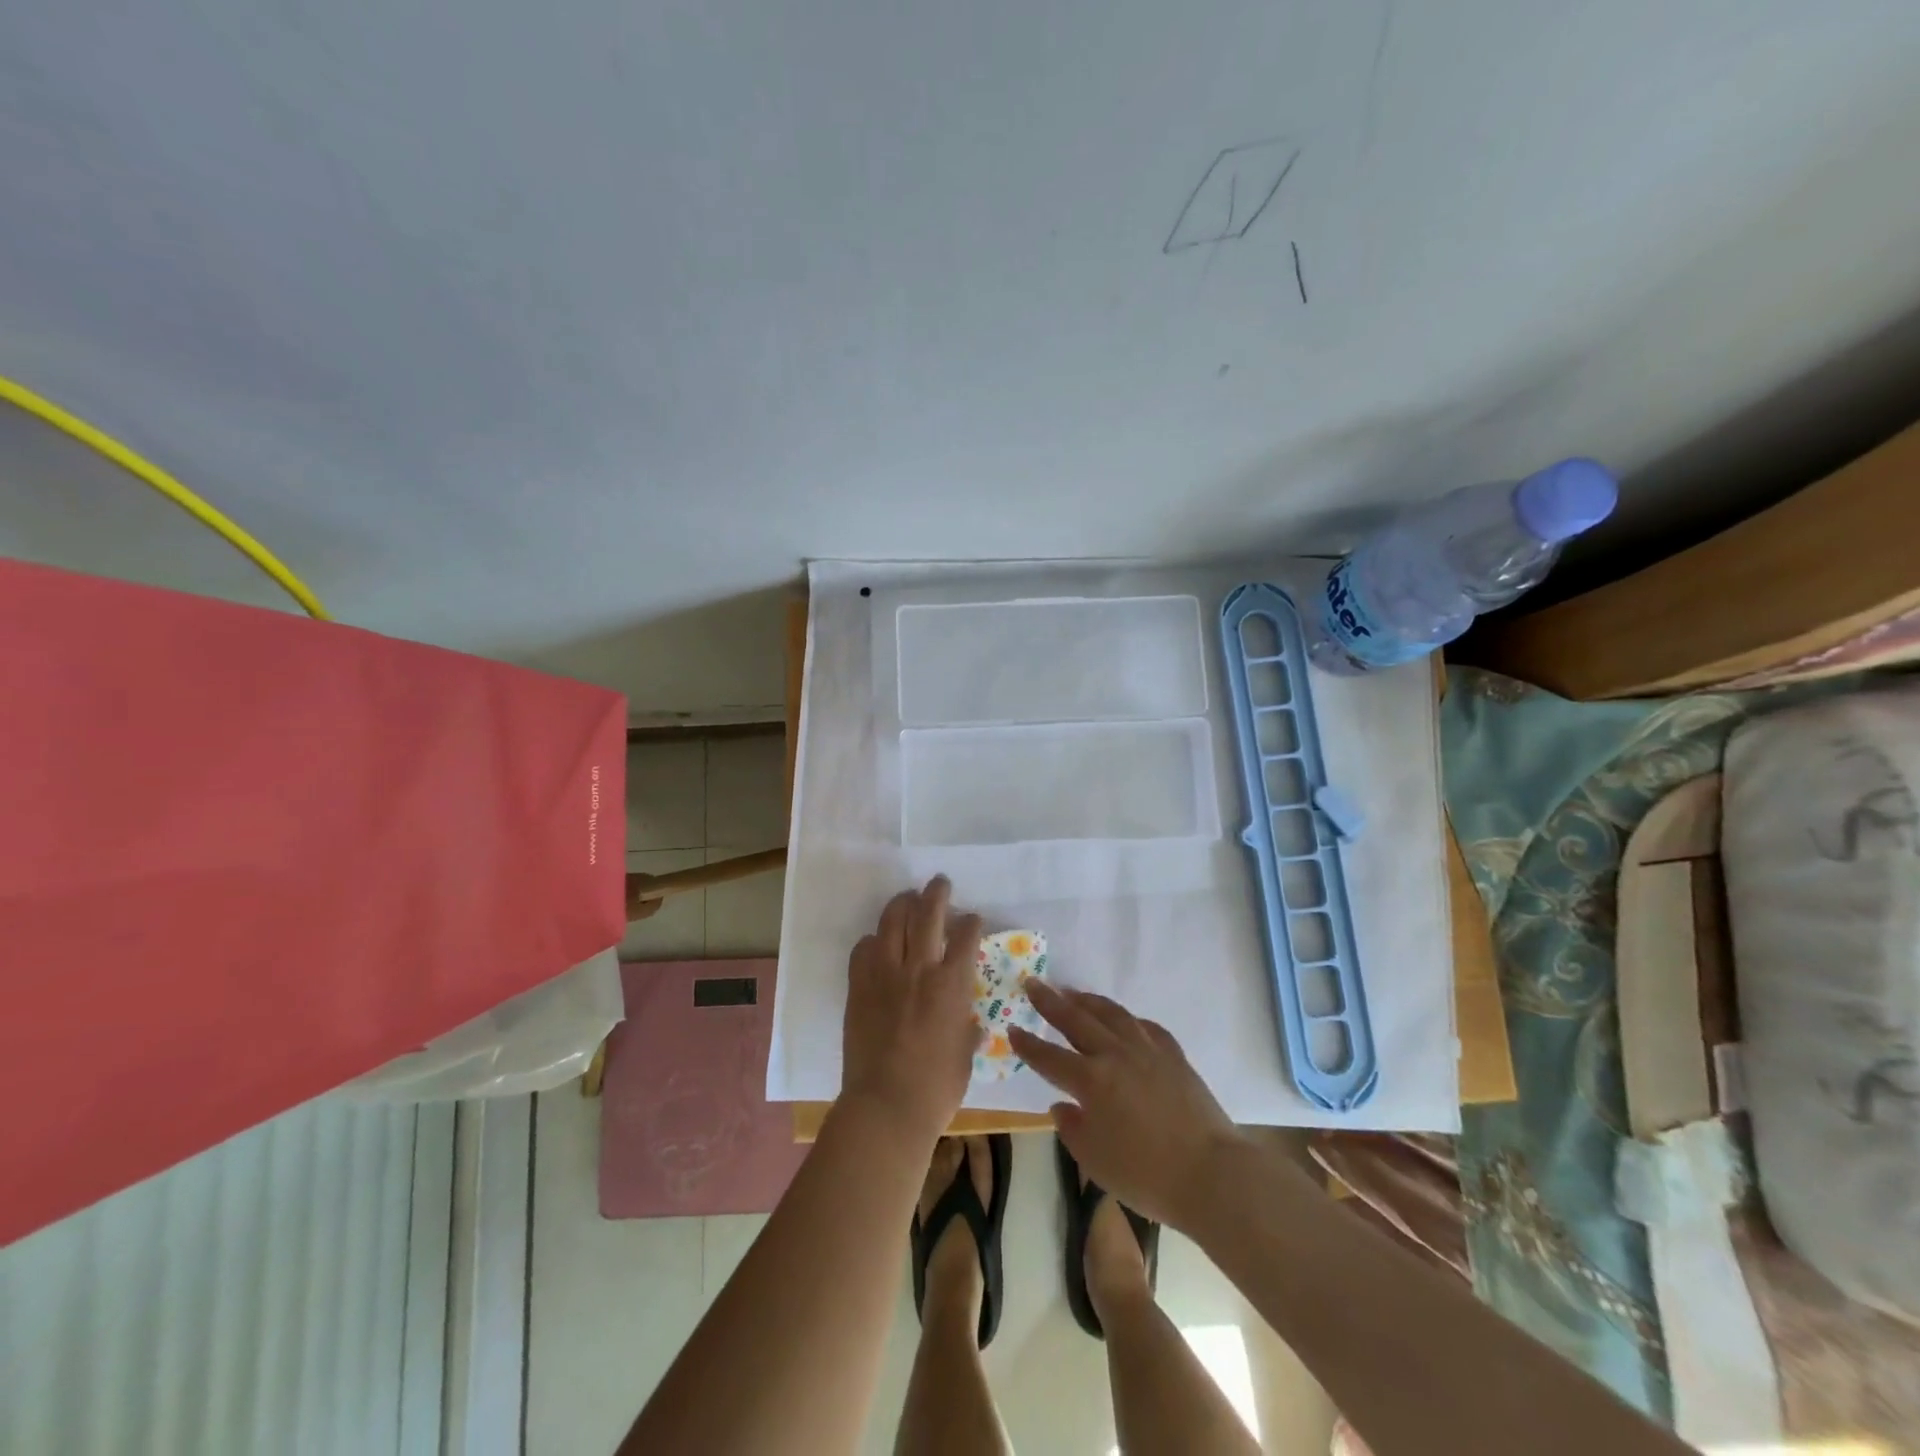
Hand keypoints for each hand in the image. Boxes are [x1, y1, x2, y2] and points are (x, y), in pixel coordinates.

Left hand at [841, 876, 983, 1145]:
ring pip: (893, 921)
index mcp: (952, 985)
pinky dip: (873, 940)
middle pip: (928, 914)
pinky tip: (878, 943)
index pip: (965, 936)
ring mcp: (885, 974)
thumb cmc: (936, 1088)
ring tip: (908, 898)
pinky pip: (863, 949)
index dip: (971, 922)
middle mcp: (919, 969)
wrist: (886, 1106)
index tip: (972, 918)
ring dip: (902, 904)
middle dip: (937, 893)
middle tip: (940, 883)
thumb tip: (969, 1021)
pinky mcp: (859, 986)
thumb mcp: (965, 1055)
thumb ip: (966, 1028)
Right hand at [1008, 981, 1245, 1229]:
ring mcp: (1147, 1050)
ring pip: (1111, 1014)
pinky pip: (1145, 1026)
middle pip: (1076, 1020)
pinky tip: (1123, 1020)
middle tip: (1033, 984)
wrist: (1211, 1173)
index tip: (1012, 1029)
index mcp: (1091, 1081)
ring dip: (1087, 1000)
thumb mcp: (1095, 1162)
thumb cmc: (1147, 1176)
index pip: (1049, 1057)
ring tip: (1072, 992)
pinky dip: (1128, 1019)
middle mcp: (1115, 1055)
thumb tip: (1062, 1106)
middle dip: (1050, 1002)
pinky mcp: (1173, 1055)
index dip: (1028, 1044)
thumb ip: (1072, 1129)